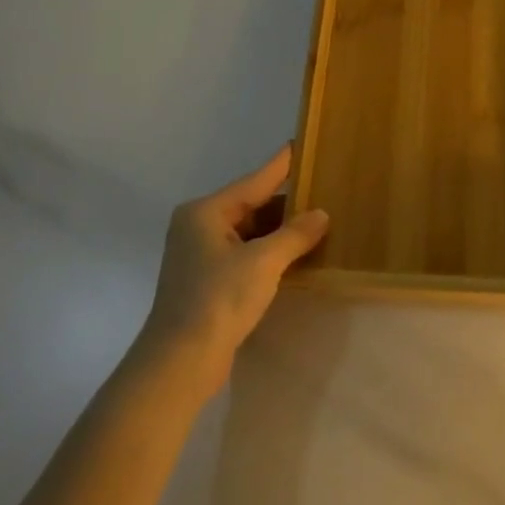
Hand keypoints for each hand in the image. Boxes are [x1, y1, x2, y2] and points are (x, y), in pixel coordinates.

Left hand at [140, 146, 327, 386]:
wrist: (181, 361)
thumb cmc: (219, 299)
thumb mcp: (264, 262)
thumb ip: (295, 234)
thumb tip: (321, 214)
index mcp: (206, 212)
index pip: (255, 181)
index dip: (281, 165)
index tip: (300, 144)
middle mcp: (199, 226)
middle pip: (252, 205)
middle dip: (287, 204)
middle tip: (324, 192)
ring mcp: (201, 254)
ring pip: (250, 232)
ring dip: (280, 232)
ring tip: (318, 223)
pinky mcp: (208, 280)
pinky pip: (245, 254)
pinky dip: (269, 252)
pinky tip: (296, 255)